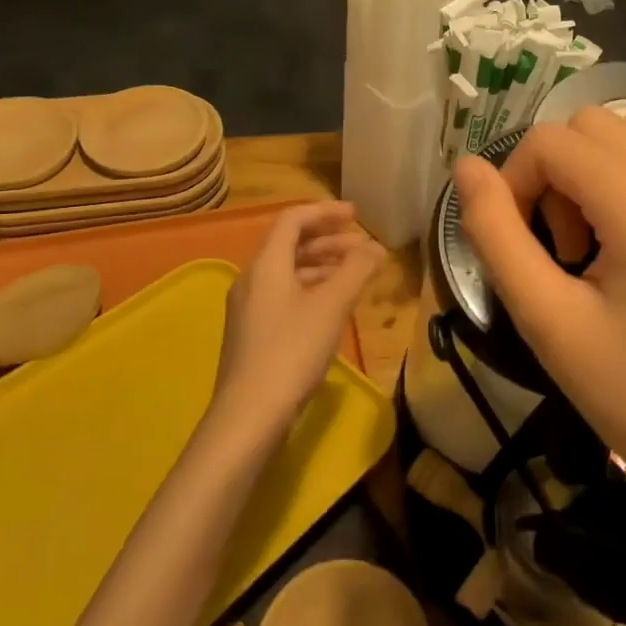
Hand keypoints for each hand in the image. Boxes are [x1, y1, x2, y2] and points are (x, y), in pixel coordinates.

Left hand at [210, 201, 384, 435]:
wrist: (250, 414)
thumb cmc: (292, 351)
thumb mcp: (331, 306)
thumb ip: (356, 270)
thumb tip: (376, 246)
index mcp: (266, 265)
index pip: (292, 219)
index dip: (325, 212)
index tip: (356, 216)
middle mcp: (252, 280)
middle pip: (289, 245)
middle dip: (328, 240)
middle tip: (362, 245)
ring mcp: (250, 309)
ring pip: (288, 273)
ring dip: (322, 266)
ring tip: (355, 274)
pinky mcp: (253, 334)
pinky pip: (285, 295)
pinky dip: (311, 289)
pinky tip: (333, 306)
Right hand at [452, 108, 625, 521]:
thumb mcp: (544, 320)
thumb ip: (495, 234)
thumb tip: (466, 167)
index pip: (556, 142)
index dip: (516, 179)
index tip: (520, 240)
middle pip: (595, 125)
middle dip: (558, 173)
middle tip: (563, 248)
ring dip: (599, 165)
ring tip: (600, 235)